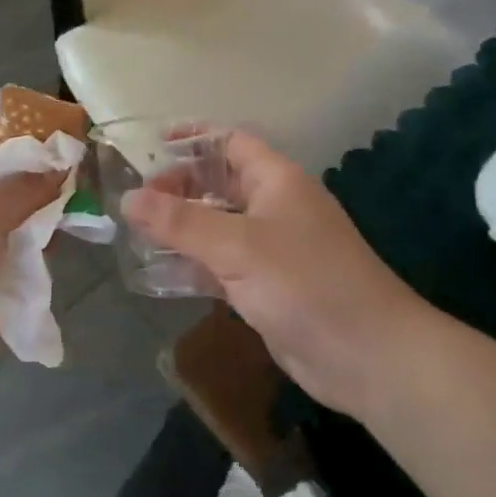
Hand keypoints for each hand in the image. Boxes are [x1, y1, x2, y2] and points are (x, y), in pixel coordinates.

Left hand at [0, 125, 65, 410]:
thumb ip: (24, 184)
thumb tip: (62, 164)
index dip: (16, 134)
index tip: (58, 135)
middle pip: (5, 183)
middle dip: (42, 180)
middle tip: (86, 174)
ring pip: (19, 223)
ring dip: (46, 220)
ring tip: (86, 210)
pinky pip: (24, 262)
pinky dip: (43, 257)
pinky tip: (72, 246)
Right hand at [122, 130, 435, 414]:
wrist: (367, 357)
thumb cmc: (305, 283)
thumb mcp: (237, 246)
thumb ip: (180, 221)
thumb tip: (128, 198)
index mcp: (277, 181)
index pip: (231, 143)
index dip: (193, 139)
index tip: (151, 148)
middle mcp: (274, 208)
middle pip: (219, 185)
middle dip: (179, 189)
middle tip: (137, 202)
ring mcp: (271, 250)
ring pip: (217, 227)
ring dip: (181, 229)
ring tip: (136, 234)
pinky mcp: (266, 287)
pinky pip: (221, 265)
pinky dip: (193, 265)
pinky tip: (159, 273)